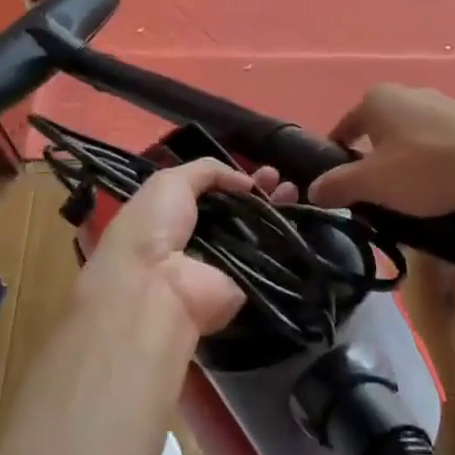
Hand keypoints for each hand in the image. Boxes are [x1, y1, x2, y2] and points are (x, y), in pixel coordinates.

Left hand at [75, 160, 292, 338]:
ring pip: (257, 232)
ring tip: (293, 190)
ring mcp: (225, 262)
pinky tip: (300, 215)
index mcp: (175, 214)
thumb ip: (206, 171)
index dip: (235, 178)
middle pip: (238, 211)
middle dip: (260, 192)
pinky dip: (285, 238)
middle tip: (279, 178)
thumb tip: (246, 181)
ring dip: (277, 210)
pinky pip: (269, 257)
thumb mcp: (169, 182)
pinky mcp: (245, 284)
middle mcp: (200, 238)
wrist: (158, 286)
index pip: (212, 193)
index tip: (259, 168)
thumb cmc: (154, 227)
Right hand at [308, 84, 454, 218]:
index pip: (342, 130)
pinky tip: (443, 187)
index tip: (342, 192)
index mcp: (377, 99)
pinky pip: (438, 143)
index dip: (336, 161)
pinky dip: (433, 163)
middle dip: (372, 164)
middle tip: (378, 198)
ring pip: (408, 139)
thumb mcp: (375, 183)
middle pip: (376, 134)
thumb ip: (338, 185)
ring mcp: (443, 102)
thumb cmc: (430, 169)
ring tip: (413, 198)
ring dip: (404, 165)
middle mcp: (407, 92)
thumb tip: (312, 190)